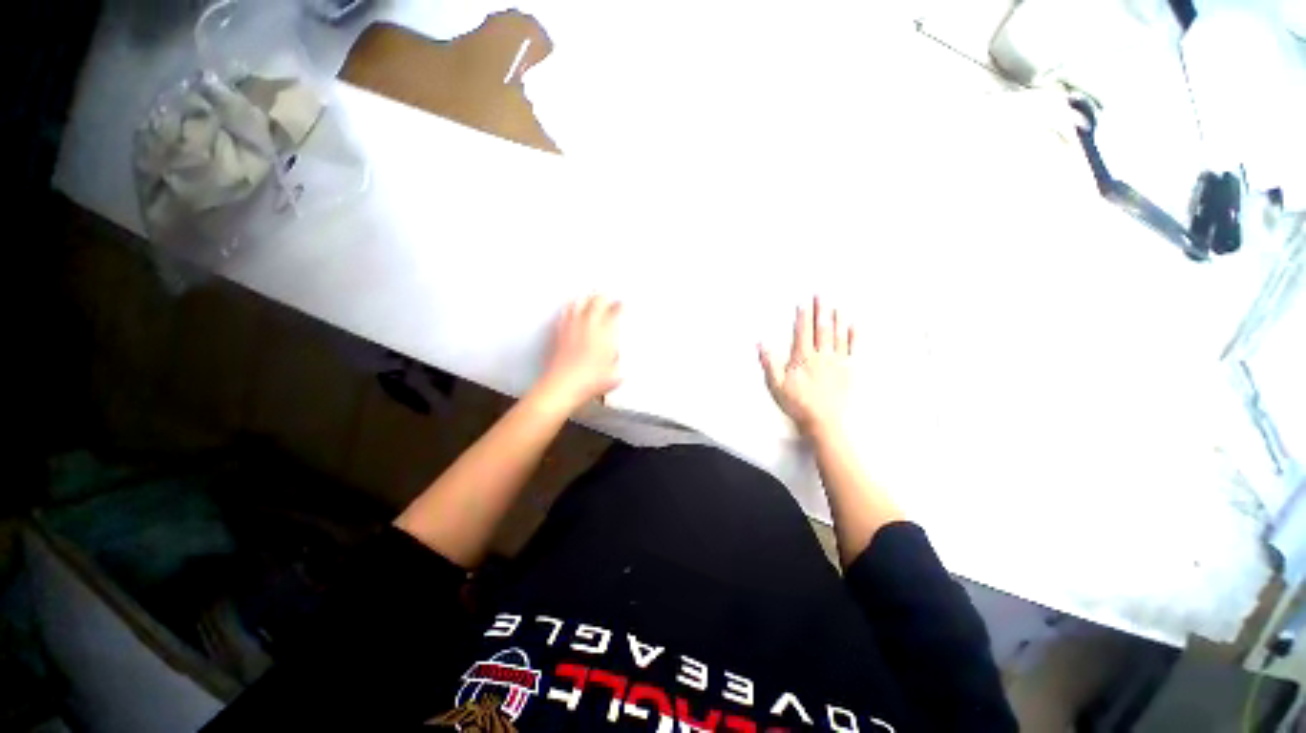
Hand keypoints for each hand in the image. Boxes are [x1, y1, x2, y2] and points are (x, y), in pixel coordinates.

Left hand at [534, 295, 621, 411]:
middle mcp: (588, 326)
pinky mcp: (559, 333)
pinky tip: (569, 309)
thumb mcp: (615, 375)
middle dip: (603, 296)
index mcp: (605, 334)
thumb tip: (619, 357)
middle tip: (607, 294)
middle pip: (596, 301)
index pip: (615, 312)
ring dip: (585, 298)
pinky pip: (564, 314)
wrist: (563, 386)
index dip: (620, 306)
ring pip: (577, 304)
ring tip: (588, 295)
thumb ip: (619, 362)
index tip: (623, 304)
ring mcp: (571, 328)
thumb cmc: (591, 382)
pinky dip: (569, 308)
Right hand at [759, 296, 852, 437]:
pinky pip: (852, 349)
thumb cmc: (798, 404)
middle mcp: (821, 356)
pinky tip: (853, 326)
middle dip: (820, 310)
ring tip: (836, 305)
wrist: (824, 421)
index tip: (803, 303)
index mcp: (803, 358)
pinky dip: (853, 336)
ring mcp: (837, 362)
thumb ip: (769, 363)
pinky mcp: (848, 370)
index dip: (802, 316)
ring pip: (838, 335)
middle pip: (821, 328)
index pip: (802, 332)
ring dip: (837, 318)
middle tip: (821, 294)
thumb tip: (761, 344)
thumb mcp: (776, 385)